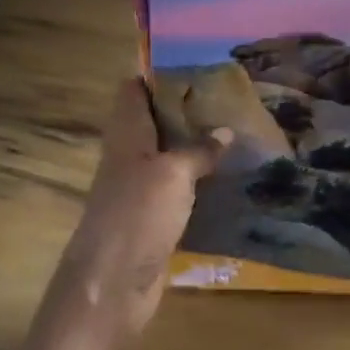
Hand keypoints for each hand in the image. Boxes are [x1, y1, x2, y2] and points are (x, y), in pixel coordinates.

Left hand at [48, 79, 226, 341]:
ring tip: (237, 131)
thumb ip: (199, 150)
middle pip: (154, 122)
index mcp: (126, 134)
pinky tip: (228, 178)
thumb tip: (226, 130)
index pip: (133, 90)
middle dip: (186, 109)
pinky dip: (199, 181)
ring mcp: (139, 190)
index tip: (196, 64)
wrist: (112, 284)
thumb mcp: (173, 174)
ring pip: (168, 156)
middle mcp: (129, 156)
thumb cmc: (137, 216)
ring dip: (196, 146)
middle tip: (230, 97)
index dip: (158, 73)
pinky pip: (178, 190)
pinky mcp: (152, 219)